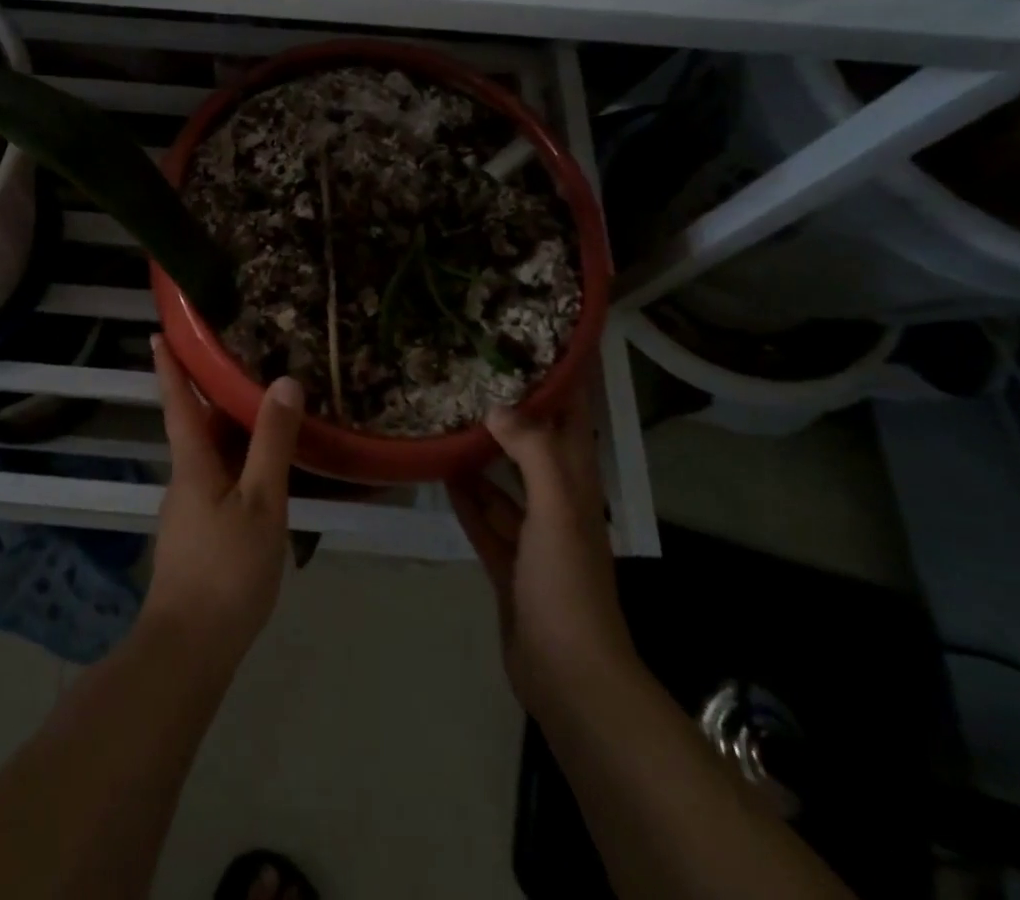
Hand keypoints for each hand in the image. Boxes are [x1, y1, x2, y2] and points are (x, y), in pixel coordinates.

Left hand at [144, 335, 303, 670]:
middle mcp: (185, 478)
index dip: (169, 366)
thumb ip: (272, 443)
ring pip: (213, 457)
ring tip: (270, 416)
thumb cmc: (226, 569)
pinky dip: (241, 466)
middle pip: (199, 427)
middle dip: (217, 397)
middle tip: (249, 368)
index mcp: (192, 462)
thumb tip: (283, 381)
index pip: (178, 401)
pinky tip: (269, 477)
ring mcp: (189, 510)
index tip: (158, 333)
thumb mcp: (261, 502)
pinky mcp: (199, 535)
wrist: (191, 647)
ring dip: (234, 433)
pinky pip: (220, 483)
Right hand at [448, 391, 637, 711]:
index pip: (576, 420)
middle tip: (480, 376)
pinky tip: (441, 474)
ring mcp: (532, 536)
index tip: (546, 344)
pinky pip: (484, 519)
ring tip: (449, 419)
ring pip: (505, 482)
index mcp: (578, 485)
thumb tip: (499, 406)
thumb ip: (531, 453)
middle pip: (537, 446)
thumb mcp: (556, 509)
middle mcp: (558, 504)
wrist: (568, 674)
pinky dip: (466, 497)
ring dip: (483, 455)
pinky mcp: (508, 563)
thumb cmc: (567, 583)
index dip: (568, 382)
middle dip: (517, 413)